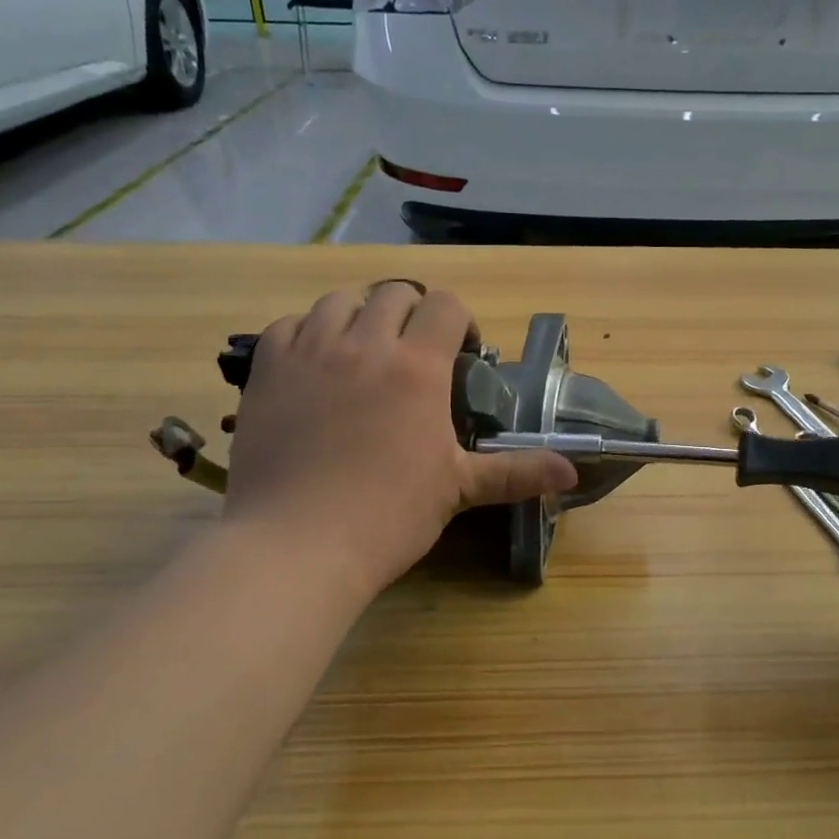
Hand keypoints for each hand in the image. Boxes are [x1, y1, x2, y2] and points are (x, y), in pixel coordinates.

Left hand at [224, 282, 576, 593]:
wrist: (296, 545)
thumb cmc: (388, 515)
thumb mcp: (459, 488)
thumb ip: (517, 471)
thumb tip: (571, 474)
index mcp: (417, 366)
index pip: (446, 305)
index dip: (461, 322)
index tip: (462, 356)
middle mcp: (365, 343)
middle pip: (395, 293)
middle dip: (414, 314)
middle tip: (417, 353)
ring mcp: (310, 352)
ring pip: (340, 300)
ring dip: (362, 315)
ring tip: (366, 351)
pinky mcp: (267, 370)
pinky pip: (289, 324)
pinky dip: (309, 332)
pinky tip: (317, 364)